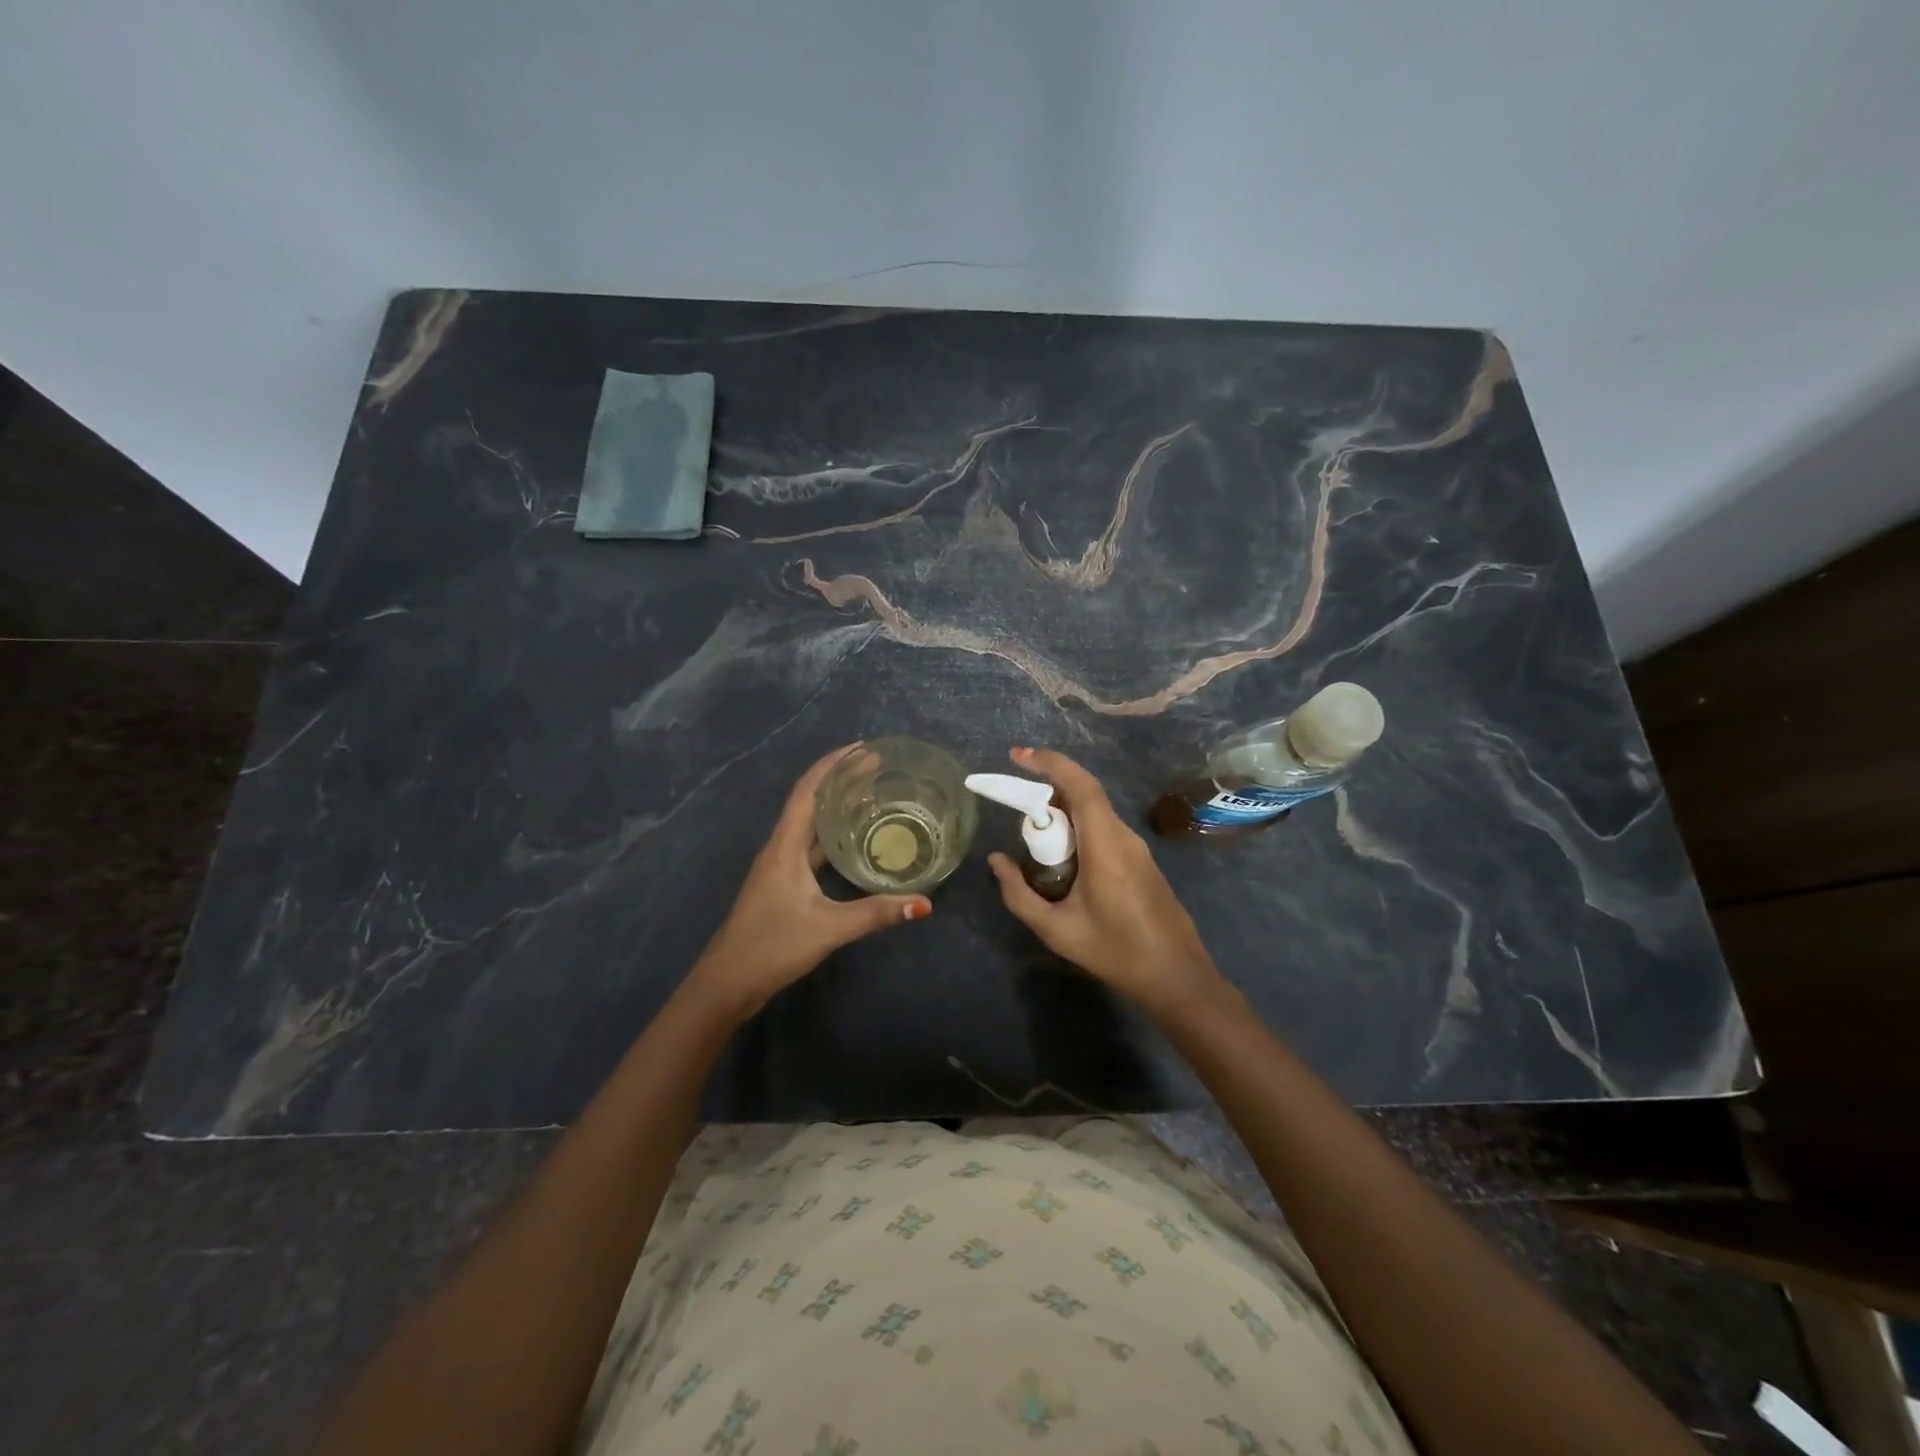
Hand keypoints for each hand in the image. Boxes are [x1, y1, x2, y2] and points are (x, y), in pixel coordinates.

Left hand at [693, 745, 929, 1019]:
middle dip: (840, 780)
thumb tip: (924, 903)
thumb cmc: (772, 946)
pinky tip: (854, 842)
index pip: (808, 791)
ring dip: (836, 807)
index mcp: (785, 846)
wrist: (727, 982)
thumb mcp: (829, 928)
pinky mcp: (783, 885)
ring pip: (810, 825)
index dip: (833, 764)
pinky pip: (811, 847)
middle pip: (810, 802)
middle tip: (877, 768)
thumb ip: (875, 913)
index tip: (863, 748)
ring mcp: (779, 867)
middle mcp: (780, 848)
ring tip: (871, 795)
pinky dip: (832, 836)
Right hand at [988, 747, 1231, 1018]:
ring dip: (1063, 811)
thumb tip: (996, 861)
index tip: (1019, 756)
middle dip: (1048, 789)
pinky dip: (1078, 827)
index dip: (1051, 763)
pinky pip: (1104, 828)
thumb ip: (1020, 894)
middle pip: (1085, 794)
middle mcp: (1124, 837)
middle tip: (1016, 804)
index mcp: (1105, 847)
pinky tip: (1062, 857)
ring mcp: (1136, 848)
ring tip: (1034, 835)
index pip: (1080, 786)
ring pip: (1095, 811)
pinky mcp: (1141, 860)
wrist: (1177, 977)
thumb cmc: (1116, 953)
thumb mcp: (1057, 930)